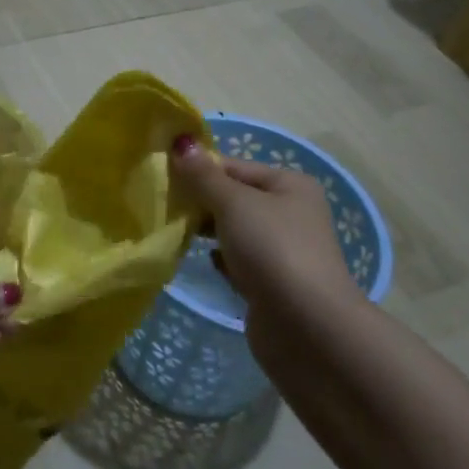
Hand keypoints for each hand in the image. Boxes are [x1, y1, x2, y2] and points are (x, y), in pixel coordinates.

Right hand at [170, 135, 360, 334]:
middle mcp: (291, 213)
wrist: (306, 326)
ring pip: (235, 231)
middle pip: (235, 198)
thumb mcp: (234, 203)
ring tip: (176, 232)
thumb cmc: (272, 250)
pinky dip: (223, 261)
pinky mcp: (272, 284)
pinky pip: (239, 262)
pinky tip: (208, 264)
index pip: (235, 166)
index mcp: (290, 185)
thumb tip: (181, 142)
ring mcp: (283, 250)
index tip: (163, 177)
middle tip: (163, 205)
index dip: (200, 169)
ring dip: (208, 232)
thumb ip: (204, 176)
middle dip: (201, 202)